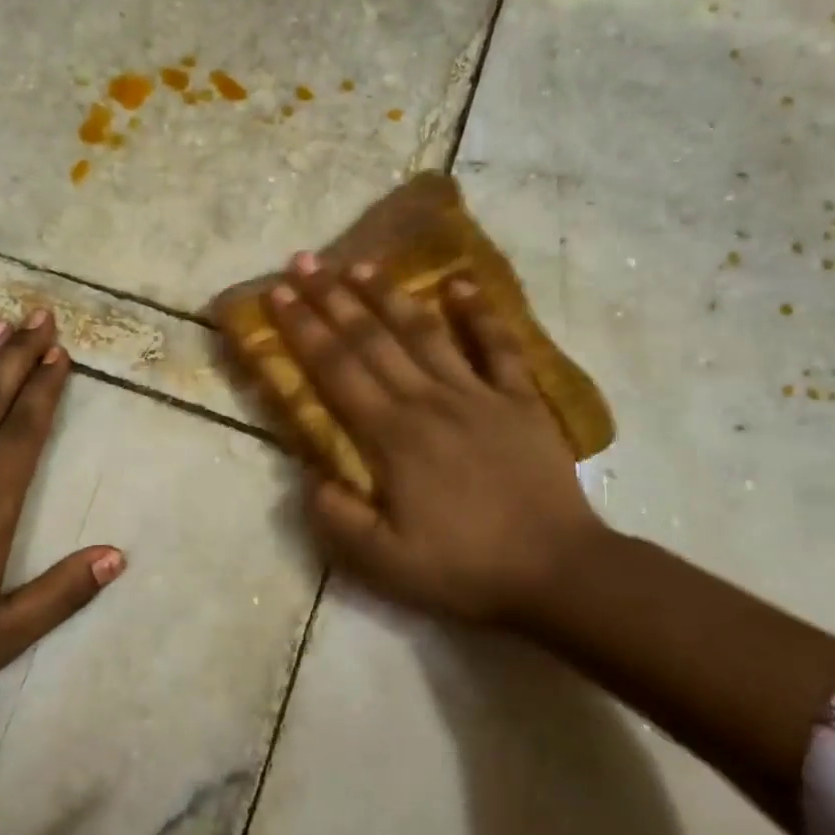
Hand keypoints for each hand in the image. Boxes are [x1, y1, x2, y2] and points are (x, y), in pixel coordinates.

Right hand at [266, 256, 607, 626]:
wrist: (558, 573)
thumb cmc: (464, 569)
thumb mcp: (384, 563)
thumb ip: (336, 518)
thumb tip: (309, 476)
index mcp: (392, 436)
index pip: (335, 369)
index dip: (302, 329)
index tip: (276, 294)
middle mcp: (428, 401)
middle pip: (371, 339)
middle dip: (331, 297)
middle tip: (303, 261)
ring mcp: (478, 395)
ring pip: (424, 332)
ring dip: (389, 295)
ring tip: (360, 264)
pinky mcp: (521, 400)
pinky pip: (499, 347)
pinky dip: (480, 314)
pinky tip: (461, 284)